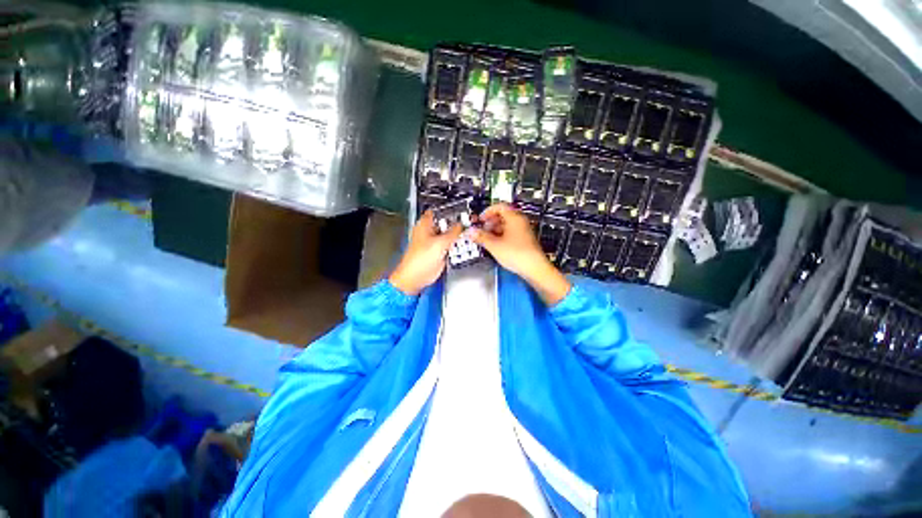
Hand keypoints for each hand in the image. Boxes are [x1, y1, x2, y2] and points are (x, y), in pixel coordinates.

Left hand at [389, 210, 462, 295]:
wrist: (416, 277)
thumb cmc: (420, 259)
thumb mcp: (440, 243)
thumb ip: (453, 232)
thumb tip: (461, 225)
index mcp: (425, 224)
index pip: (438, 211)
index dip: (449, 210)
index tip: (462, 210)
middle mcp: (429, 232)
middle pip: (445, 223)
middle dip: (456, 222)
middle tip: (469, 221)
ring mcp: (434, 242)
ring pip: (448, 234)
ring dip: (456, 234)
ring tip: (469, 231)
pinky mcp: (438, 252)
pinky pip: (449, 245)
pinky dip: (455, 244)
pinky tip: (464, 243)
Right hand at [469, 203, 570, 304]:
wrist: (534, 268)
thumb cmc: (519, 254)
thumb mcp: (494, 245)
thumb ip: (481, 237)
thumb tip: (471, 232)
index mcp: (514, 218)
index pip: (499, 206)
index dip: (487, 212)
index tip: (480, 219)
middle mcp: (520, 222)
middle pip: (502, 215)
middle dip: (490, 222)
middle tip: (481, 230)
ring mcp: (523, 231)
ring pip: (506, 225)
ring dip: (495, 230)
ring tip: (487, 239)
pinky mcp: (524, 240)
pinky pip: (510, 234)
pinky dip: (501, 236)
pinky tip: (496, 245)